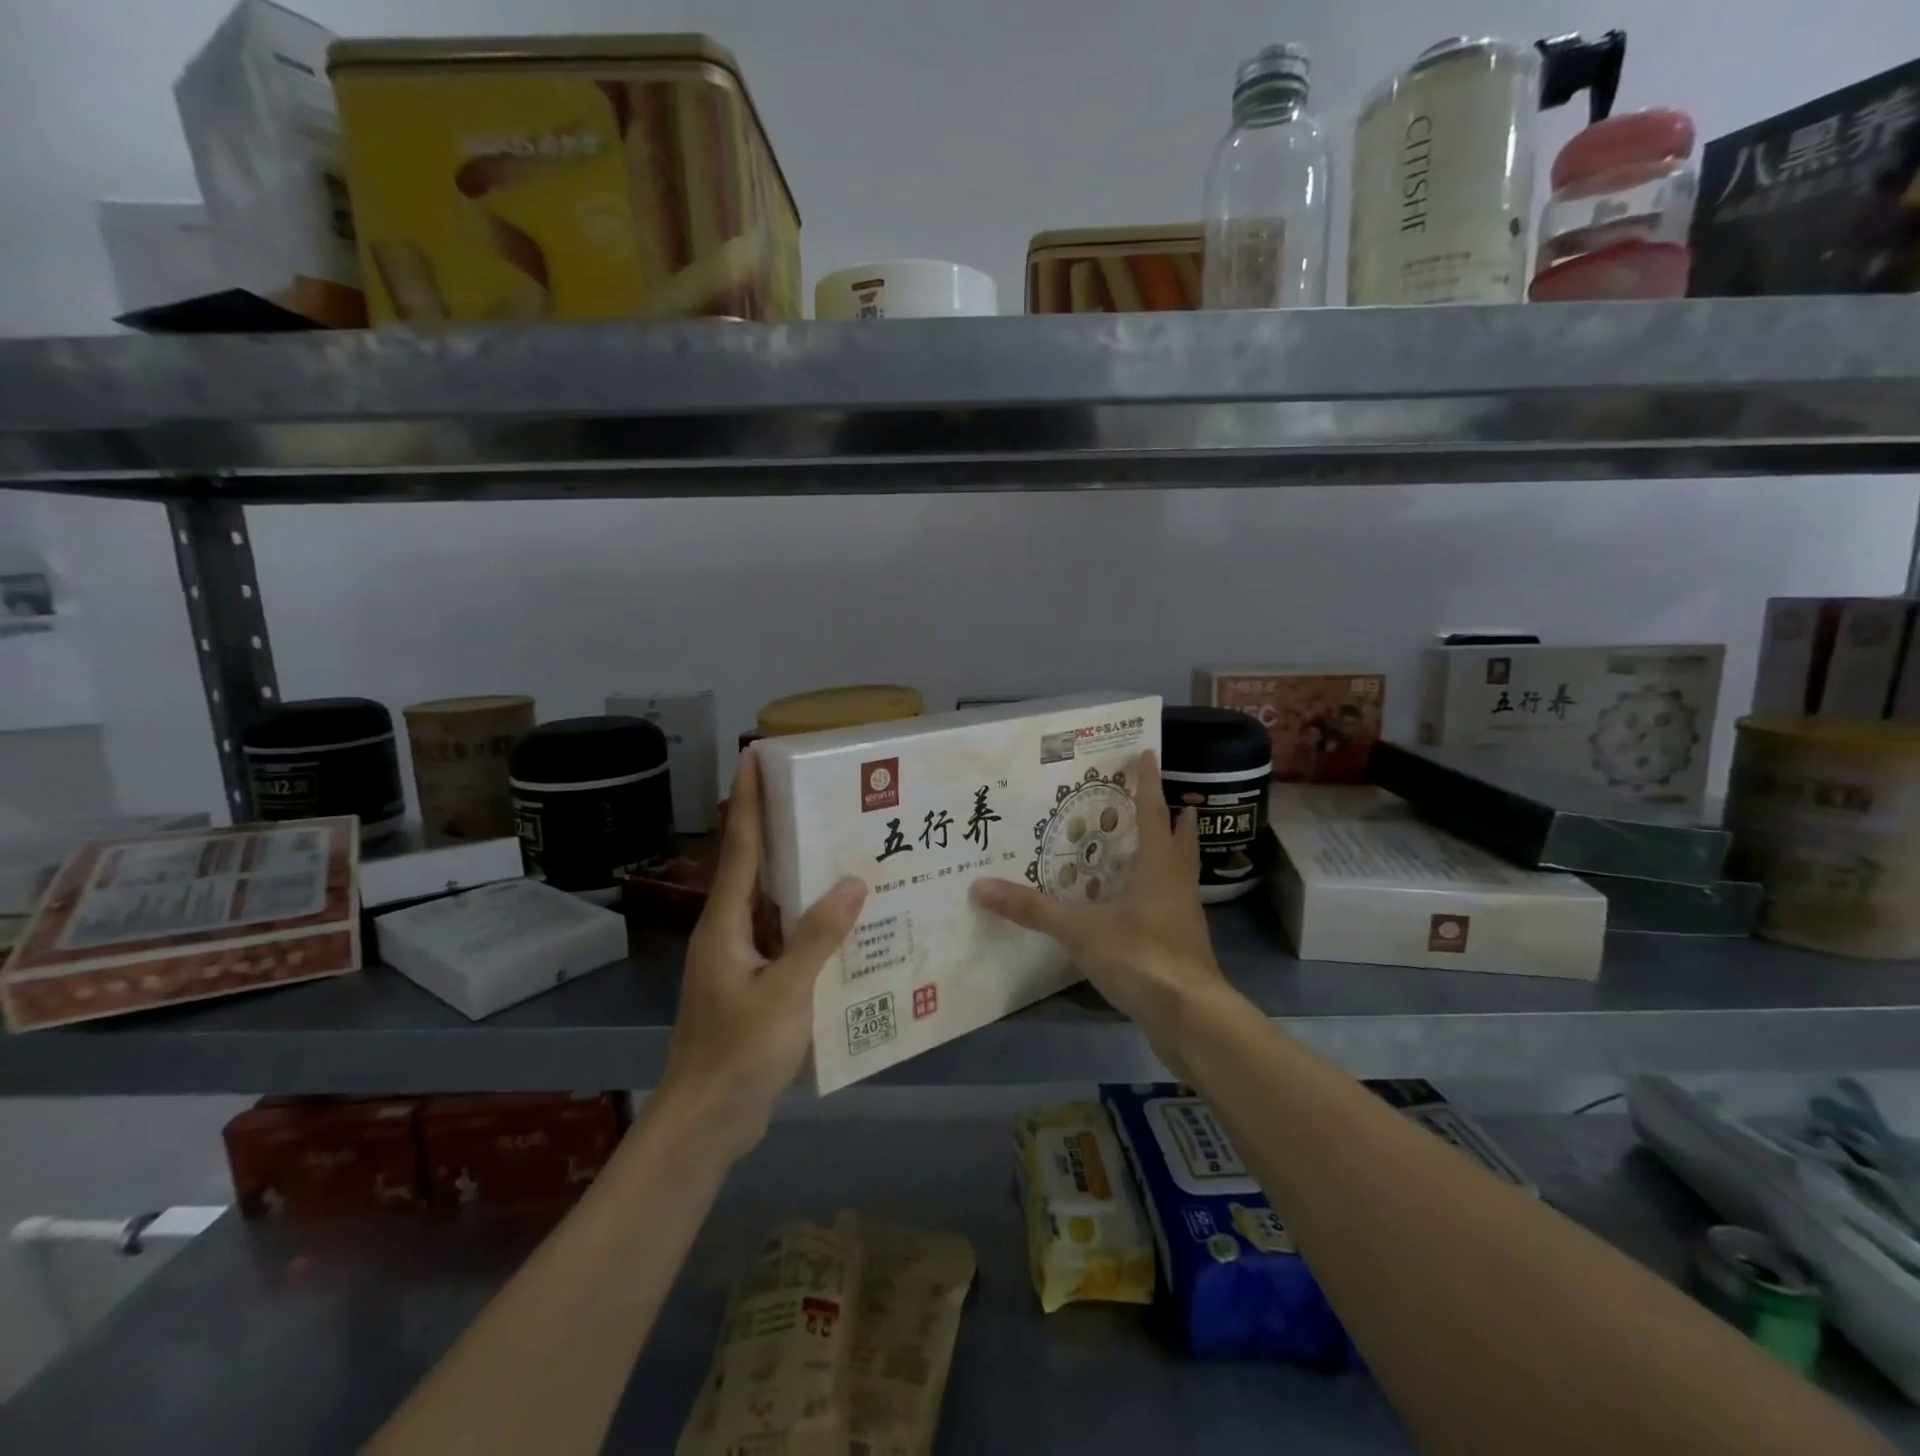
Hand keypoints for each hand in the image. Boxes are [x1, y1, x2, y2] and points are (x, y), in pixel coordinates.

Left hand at [660, 749, 866, 1158]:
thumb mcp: (785, 994)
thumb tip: (853, 882)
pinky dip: (811, 924)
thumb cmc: (737, 1054)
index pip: (740, 848)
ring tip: (846, 850)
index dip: (749, 800)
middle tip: (823, 798)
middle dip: (783, 830)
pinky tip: (846, 921)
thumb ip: (818, 938)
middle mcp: (729, 932)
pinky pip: (786, 939)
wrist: (705, 1124)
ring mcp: (740, 960)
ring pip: (775, 906)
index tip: (754, 755)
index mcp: (725, 924)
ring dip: (803, 879)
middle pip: (757, 869)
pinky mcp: (754, 984)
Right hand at [970, 751, 1232, 1072]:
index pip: (1154, 813)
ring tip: (1148, 845)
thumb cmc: (1142, 959)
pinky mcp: (1183, 946)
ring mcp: (1185, 917)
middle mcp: (1177, 885)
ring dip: (1169, 853)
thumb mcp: (1081, 932)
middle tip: (1158, 798)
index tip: (1148, 753)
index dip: (1149, 782)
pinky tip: (1139, 905)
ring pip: (1181, 872)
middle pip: (1180, 839)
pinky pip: (1172, 904)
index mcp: (1159, 868)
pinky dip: (1159, 892)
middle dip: (1173, 816)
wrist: (1192, 1019)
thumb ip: (1032, 910)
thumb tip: (980, 886)